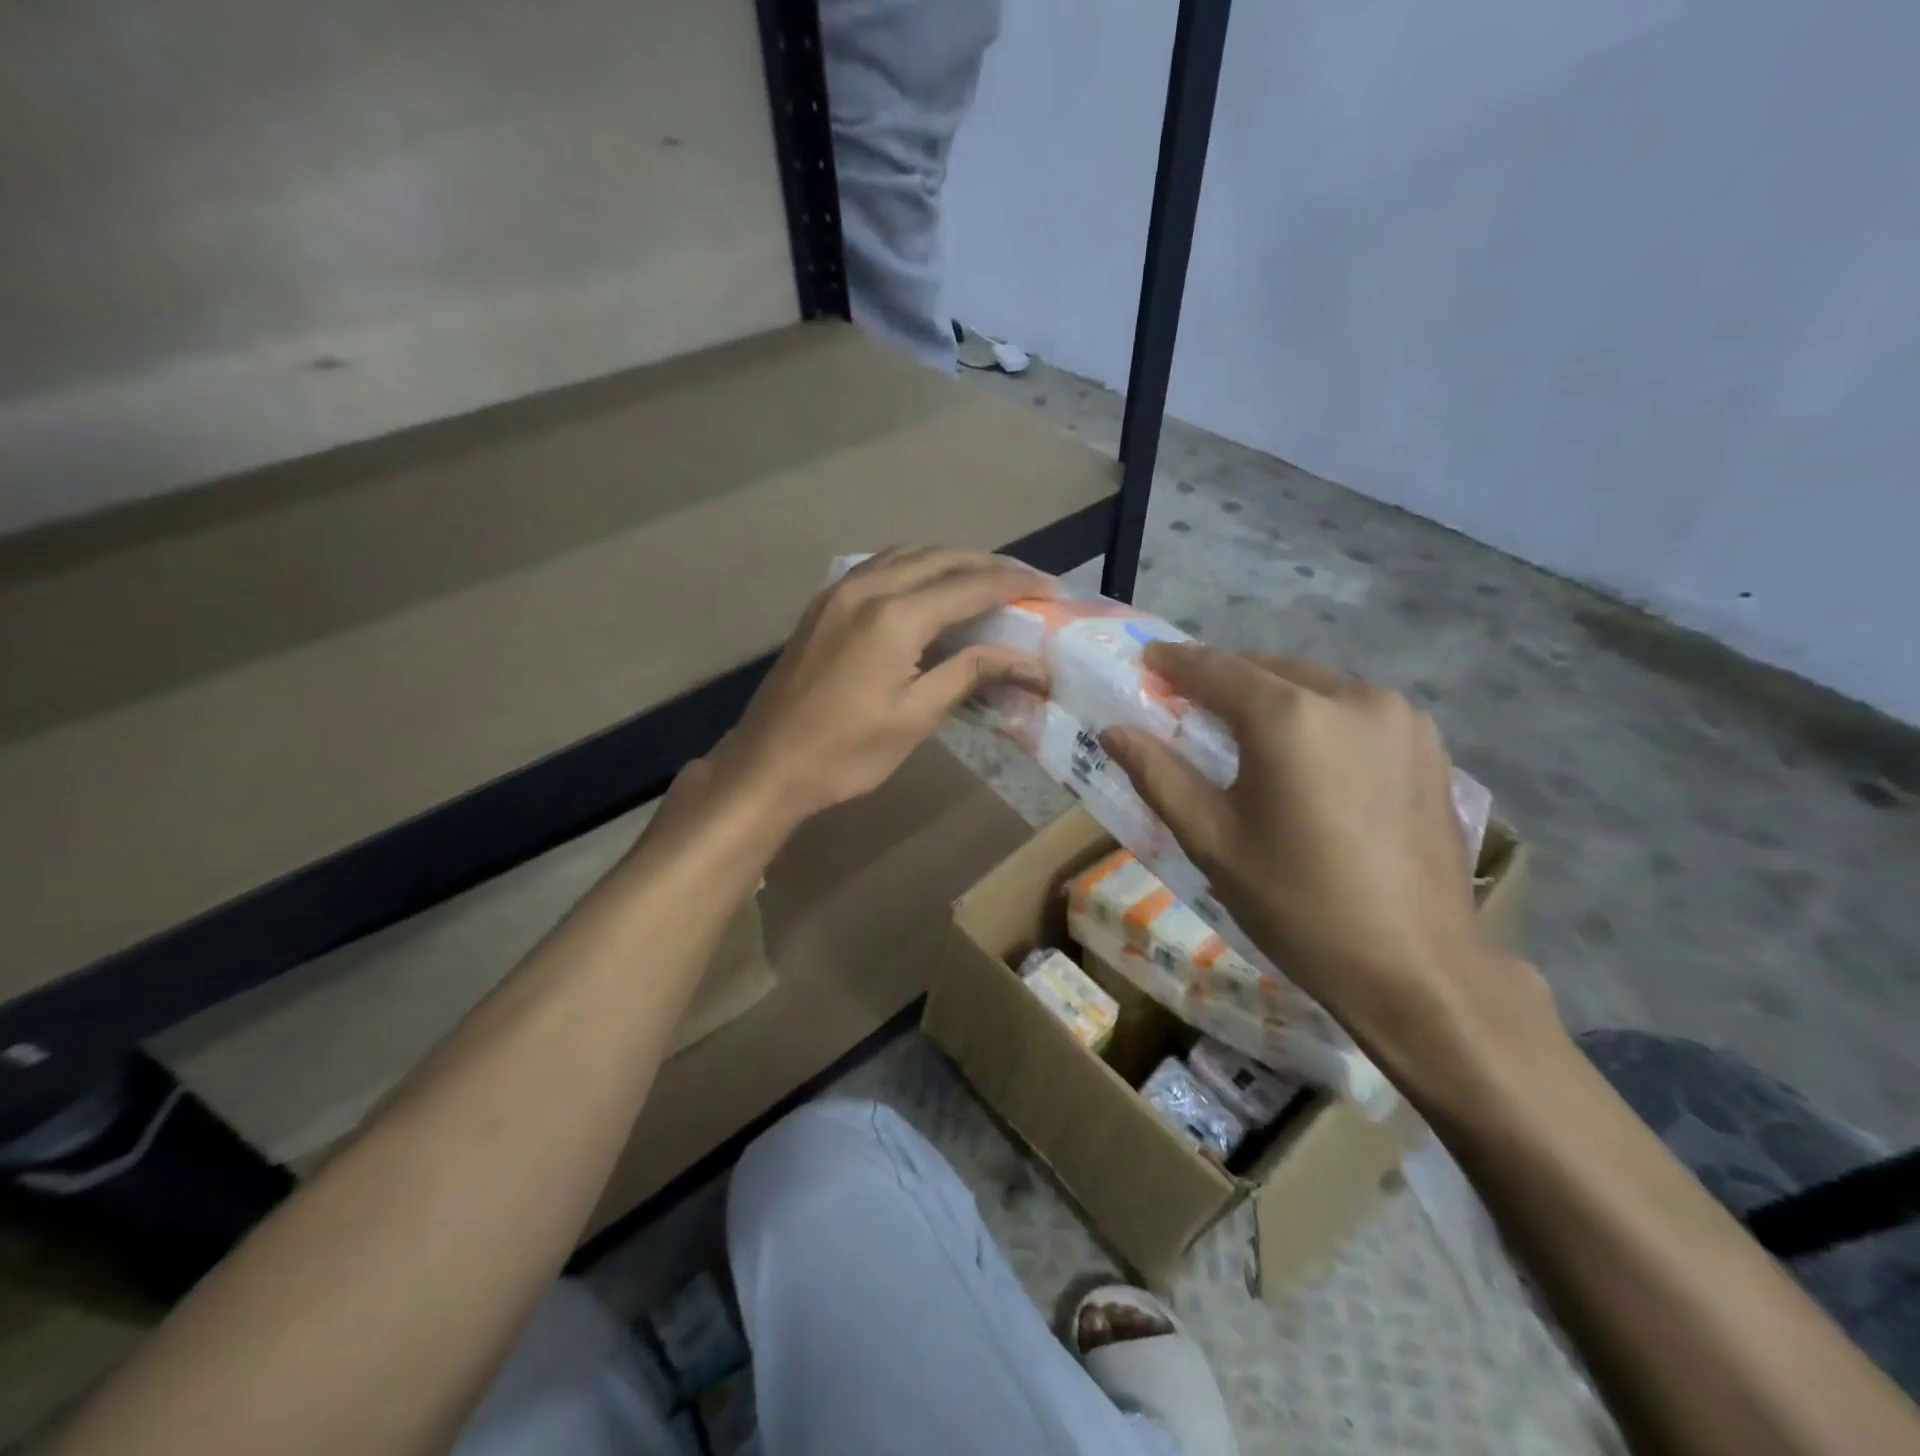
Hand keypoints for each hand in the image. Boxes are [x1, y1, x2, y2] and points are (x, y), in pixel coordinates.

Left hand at [717, 548, 1052, 823]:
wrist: (768, 764)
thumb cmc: (847, 752)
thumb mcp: (916, 716)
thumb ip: (970, 673)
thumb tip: (1027, 660)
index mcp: (895, 616)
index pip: (971, 586)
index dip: (1016, 584)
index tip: (1053, 589)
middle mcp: (868, 587)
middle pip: (942, 558)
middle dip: (989, 565)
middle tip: (1027, 584)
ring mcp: (840, 591)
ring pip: (909, 555)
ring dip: (952, 561)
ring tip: (986, 581)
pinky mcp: (824, 603)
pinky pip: (881, 566)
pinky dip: (916, 567)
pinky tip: (930, 588)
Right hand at [1101, 645, 1550, 1062]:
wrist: (1418, 968)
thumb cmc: (1299, 905)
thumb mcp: (1213, 841)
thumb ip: (1158, 775)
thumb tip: (1114, 731)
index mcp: (1291, 717)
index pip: (1218, 669)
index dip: (1176, 662)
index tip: (1147, 660)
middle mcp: (1351, 696)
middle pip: (1269, 669)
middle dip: (1224, 678)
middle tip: (1186, 702)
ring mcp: (1400, 717)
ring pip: (1315, 685)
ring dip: (1272, 696)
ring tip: (1243, 731)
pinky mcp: (1429, 745)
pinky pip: (1354, 710)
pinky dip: (1316, 716)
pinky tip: (1304, 755)